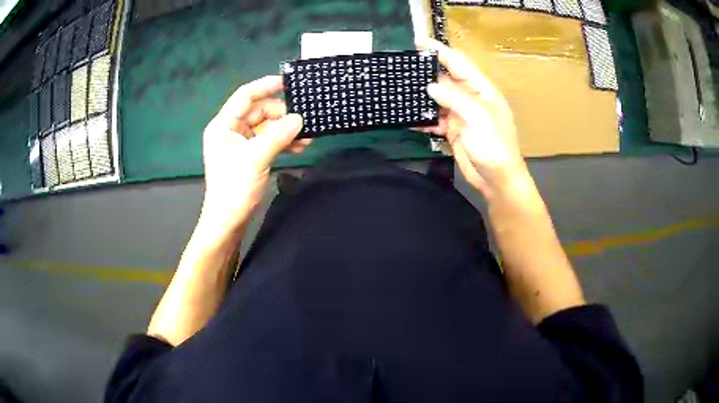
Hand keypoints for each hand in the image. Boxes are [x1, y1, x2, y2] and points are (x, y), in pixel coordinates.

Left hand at [199, 76, 309, 239]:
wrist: (228, 222)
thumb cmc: (234, 188)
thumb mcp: (256, 157)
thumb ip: (278, 135)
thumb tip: (299, 119)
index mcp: (223, 125)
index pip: (245, 96)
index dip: (266, 86)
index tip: (288, 82)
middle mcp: (231, 130)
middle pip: (259, 111)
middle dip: (281, 115)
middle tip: (303, 121)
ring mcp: (240, 144)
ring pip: (266, 127)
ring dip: (285, 130)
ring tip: (307, 137)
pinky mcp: (249, 156)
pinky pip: (268, 141)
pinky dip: (282, 142)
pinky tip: (299, 146)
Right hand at [416, 38, 527, 197]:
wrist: (497, 181)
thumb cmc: (494, 147)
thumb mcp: (477, 118)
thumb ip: (454, 98)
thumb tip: (430, 86)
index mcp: (482, 90)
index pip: (459, 64)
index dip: (440, 51)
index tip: (418, 42)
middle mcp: (471, 98)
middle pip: (446, 79)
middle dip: (426, 72)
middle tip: (402, 66)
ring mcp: (461, 114)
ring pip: (438, 99)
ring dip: (421, 95)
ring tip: (399, 88)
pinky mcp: (453, 130)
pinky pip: (434, 119)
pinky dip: (422, 118)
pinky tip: (408, 118)